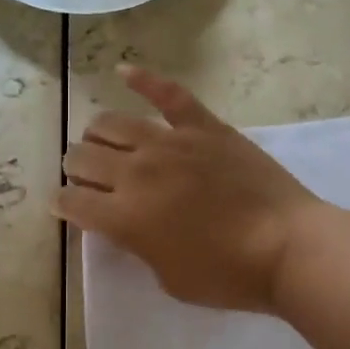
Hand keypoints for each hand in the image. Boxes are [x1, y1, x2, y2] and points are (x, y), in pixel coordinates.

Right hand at [55, 66, 327, 311]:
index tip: (64, 205)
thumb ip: (138, 245)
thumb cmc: (228, 275)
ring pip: (112, 123)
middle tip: (85, 176)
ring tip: (101, 141)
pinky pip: (168, 94)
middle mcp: (136, 172)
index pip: (72, 201)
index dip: (62, 203)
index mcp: (124, 216)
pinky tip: (123, 70)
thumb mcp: (168, 278)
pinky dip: (143, 79)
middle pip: (83, 157)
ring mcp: (170, 142)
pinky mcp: (203, 126)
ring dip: (97, 134)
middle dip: (74, 167)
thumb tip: (126, 223)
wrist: (288, 246)